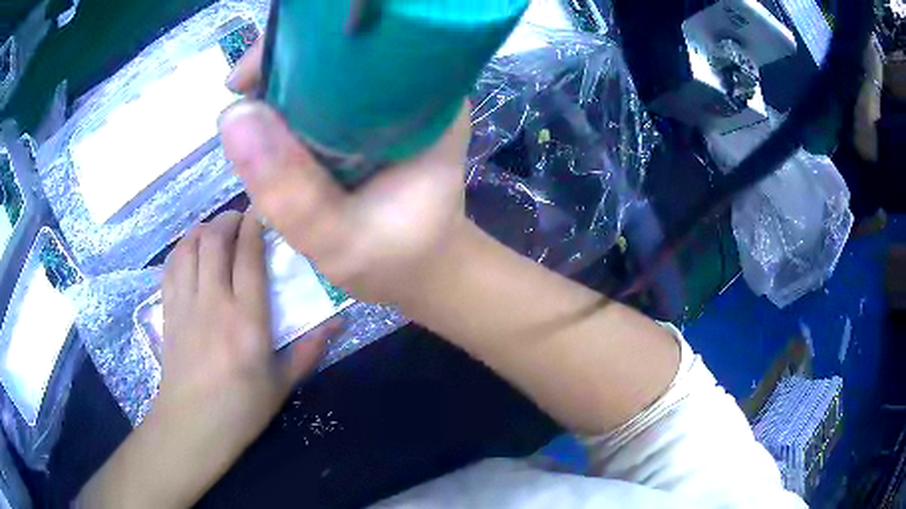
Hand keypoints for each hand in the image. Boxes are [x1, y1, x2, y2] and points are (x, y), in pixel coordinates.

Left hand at [78, 212, 337, 508]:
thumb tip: (340, 321)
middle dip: (229, 219)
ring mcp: (186, 304)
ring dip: (205, 228)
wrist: (192, 425)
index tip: (265, 209)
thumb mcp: (283, 385)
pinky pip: (172, 264)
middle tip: (242, 218)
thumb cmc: (241, 409)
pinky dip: (183, 247)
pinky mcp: (168, 310)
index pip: (249, 255)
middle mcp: (214, 303)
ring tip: (218, 229)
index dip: (256, 224)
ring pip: (191, 246)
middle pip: (215, 240)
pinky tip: (193, 248)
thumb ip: (310, 350)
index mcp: (247, 321)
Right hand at [220, 42, 470, 304]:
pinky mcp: (370, 118)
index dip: (296, 49)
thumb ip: (291, 193)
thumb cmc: (396, 259)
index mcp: (427, 104)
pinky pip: (319, 99)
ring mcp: (391, 102)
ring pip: (323, 75)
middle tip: (241, 105)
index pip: (359, 48)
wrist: (420, 267)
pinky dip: (287, 110)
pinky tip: (269, 134)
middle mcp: (413, 90)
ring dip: (278, 91)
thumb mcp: (342, 242)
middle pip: (336, 55)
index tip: (248, 79)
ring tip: (250, 124)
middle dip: (280, 70)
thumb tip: (231, 116)